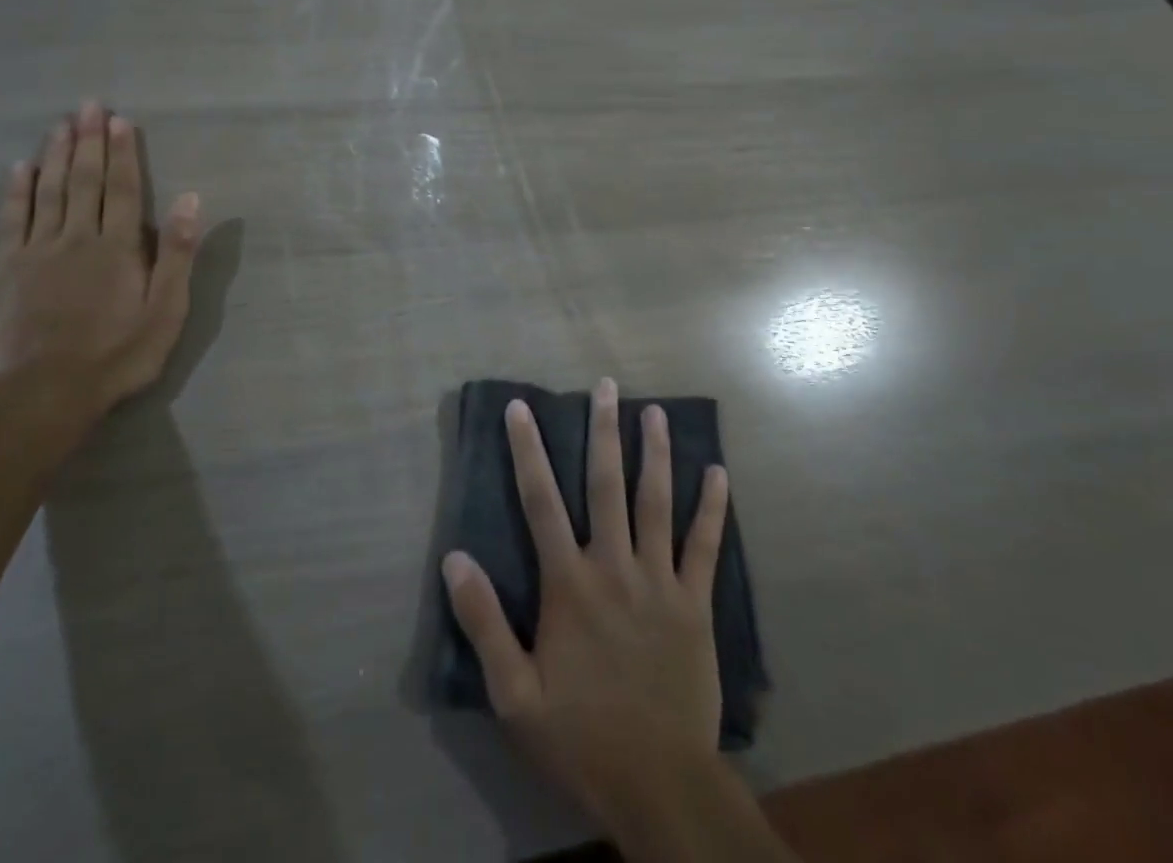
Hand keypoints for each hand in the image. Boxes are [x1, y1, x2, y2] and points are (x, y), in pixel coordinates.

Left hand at [0, 101, 201, 415]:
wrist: (42, 394)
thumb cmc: (116, 355)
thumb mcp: (165, 311)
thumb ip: (176, 254)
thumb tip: (189, 199)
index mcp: (118, 247)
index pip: (122, 189)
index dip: (122, 153)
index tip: (119, 121)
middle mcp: (76, 237)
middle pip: (84, 181)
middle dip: (88, 141)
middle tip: (87, 106)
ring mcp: (36, 251)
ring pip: (48, 192)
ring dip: (55, 155)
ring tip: (59, 125)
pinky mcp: (5, 270)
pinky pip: (10, 220)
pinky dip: (15, 192)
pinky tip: (19, 168)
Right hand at [442, 378, 730, 828]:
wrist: (660, 786)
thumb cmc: (580, 736)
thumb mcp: (515, 693)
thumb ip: (484, 623)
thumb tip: (454, 558)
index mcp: (569, 583)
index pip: (541, 501)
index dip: (528, 450)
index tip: (522, 407)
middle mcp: (614, 567)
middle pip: (607, 486)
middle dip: (603, 431)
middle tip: (606, 386)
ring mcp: (660, 582)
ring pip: (657, 503)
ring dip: (655, 454)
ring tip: (654, 412)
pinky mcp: (695, 605)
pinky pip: (706, 547)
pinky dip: (712, 509)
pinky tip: (718, 473)